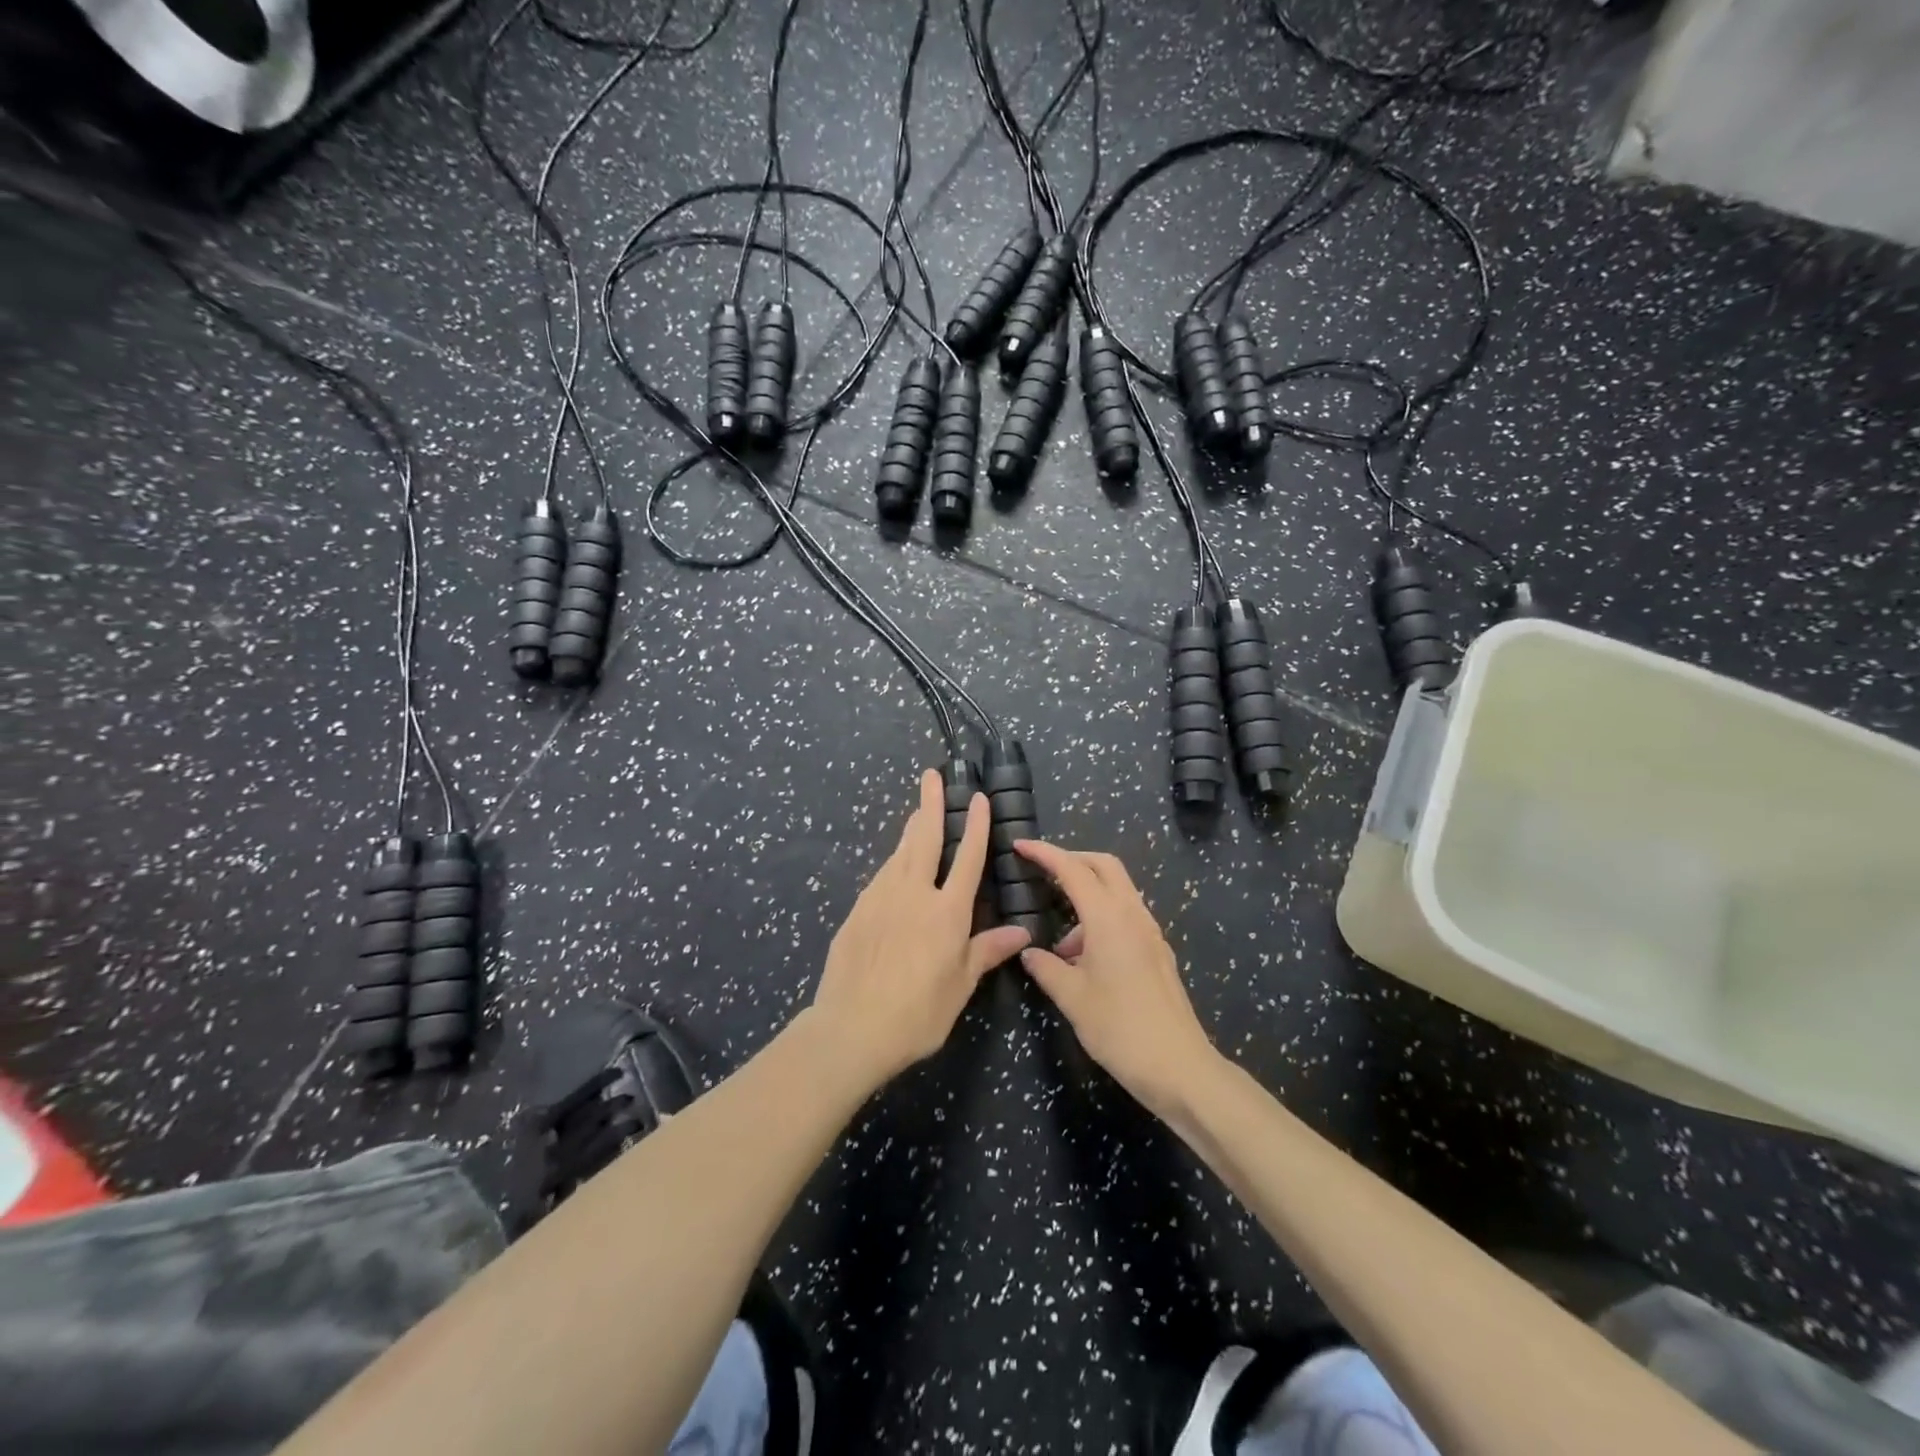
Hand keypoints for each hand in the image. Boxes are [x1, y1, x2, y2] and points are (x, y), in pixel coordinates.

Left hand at [810, 770, 1031, 1088]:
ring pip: (899, 853)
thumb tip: (1020, 932)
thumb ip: (987, 952)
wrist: (851, 1027)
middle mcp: (913, 893)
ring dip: (911, 829)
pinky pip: (881, 877)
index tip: (978, 798)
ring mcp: (880, 898)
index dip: (975, 826)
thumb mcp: (960, 986)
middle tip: (931, 776)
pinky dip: (893, 863)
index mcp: (947, 911)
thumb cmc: (917, 1013)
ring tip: (918, 811)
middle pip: (924, 839)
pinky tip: (894, 866)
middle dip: (930, 804)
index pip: (967, 858)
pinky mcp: (857, 911)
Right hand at [1013, 841, 1220, 1116]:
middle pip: (1104, 866)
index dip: (1045, 854)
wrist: (1179, 1067)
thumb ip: (1046, 968)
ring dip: (1087, 896)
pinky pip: (1126, 916)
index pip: (1073, 870)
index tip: (1020, 845)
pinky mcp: (1158, 952)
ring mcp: (1150, 932)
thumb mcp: (1072, 998)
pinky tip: (1085, 957)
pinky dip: (1102, 919)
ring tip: (1060, 943)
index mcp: (1109, 918)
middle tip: (1043, 872)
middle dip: (1072, 861)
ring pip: (1118, 891)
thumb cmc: (1119, 1029)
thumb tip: (1029, 952)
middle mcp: (1133, 915)